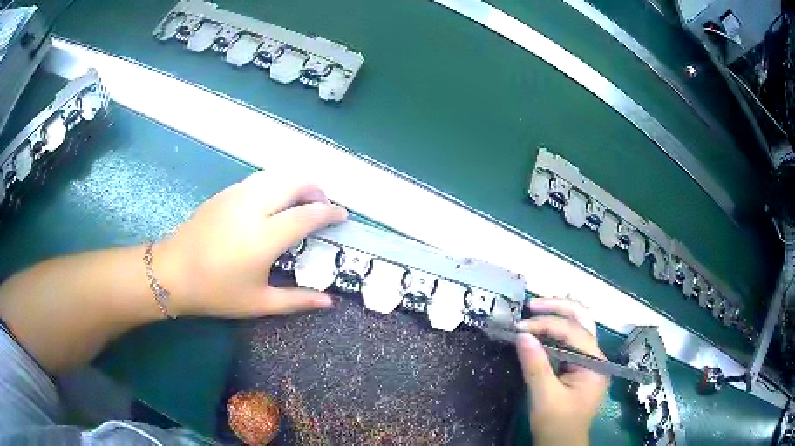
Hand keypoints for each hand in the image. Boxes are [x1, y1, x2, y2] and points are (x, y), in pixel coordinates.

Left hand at [156, 171, 347, 317]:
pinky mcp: (223, 193)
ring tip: (299, 201)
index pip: (307, 214)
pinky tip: (271, 202)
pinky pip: (257, 180)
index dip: (330, 212)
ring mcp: (236, 196)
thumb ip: (296, 300)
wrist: (172, 273)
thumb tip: (329, 302)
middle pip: (294, 182)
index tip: (343, 215)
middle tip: (322, 206)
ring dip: (294, 183)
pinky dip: (274, 184)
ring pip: (275, 175)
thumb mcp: (258, 303)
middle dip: (315, 189)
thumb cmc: (216, 292)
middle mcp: (253, 207)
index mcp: (264, 237)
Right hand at [515, 297, 608, 445]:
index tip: (519, 327)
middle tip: (532, 305)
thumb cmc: (556, 424)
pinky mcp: (579, 366)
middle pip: (583, 319)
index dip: (546, 325)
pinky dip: (555, 330)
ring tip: (536, 310)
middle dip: (558, 307)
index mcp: (594, 363)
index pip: (572, 332)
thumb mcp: (544, 397)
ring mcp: (589, 360)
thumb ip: (535, 365)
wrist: (562, 445)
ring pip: (579, 326)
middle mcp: (596, 356)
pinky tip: (542, 327)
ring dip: (559, 314)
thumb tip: (522, 334)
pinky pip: (570, 340)